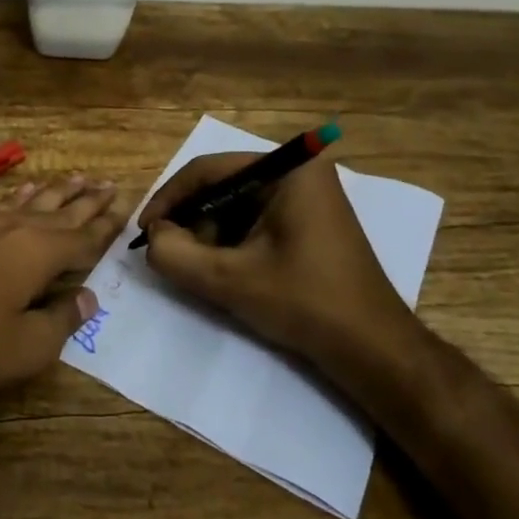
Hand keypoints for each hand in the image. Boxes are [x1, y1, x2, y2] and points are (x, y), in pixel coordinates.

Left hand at [0, 175, 128, 418]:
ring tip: (77, 177)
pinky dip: (19, 197)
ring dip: (55, 191)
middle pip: (59, 210)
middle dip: (86, 199)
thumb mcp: (26, 349)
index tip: (126, 207)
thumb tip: (87, 297)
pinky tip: (24, 192)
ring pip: (29, 201)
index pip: (84, 236)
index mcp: (38, 253)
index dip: (106, 225)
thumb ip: (62, 320)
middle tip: (109, 182)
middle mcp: (13, 229)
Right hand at [139, 149, 415, 376]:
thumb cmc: (305, 303)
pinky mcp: (309, 222)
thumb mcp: (230, 280)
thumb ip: (175, 255)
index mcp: (288, 168)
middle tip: (169, 254)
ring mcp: (308, 196)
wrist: (374, 349)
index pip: (208, 169)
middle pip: (222, 186)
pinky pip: (255, 220)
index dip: (169, 199)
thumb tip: (152, 238)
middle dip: (191, 221)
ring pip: (236, 205)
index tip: (144, 231)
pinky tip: (225, 272)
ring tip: (197, 268)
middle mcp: (300, 171)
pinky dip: (232, 243)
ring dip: (209, 235)